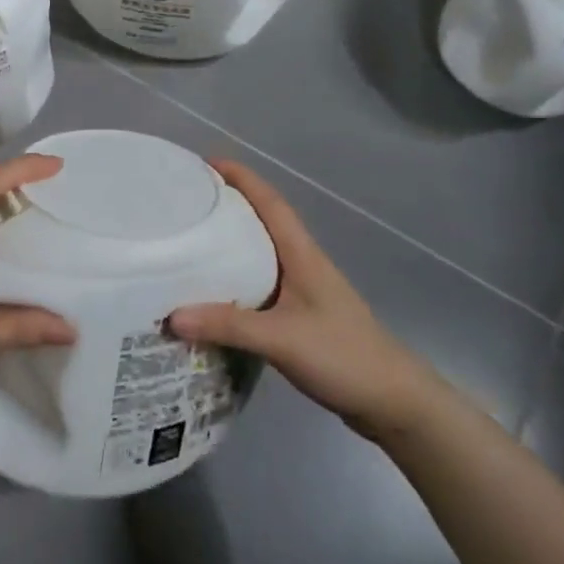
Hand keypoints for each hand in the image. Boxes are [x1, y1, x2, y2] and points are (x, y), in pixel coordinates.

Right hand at [168, 161, 442, 441]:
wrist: (393, 401)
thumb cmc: (344, 356)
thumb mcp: (282, 339)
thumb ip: (228, 326)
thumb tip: (170, 316)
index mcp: (301, 255)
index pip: (270, 202)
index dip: (241, 177)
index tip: (206, 162)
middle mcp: (302, 264)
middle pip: (262, 222)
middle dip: (227, 206)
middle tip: (186, 203)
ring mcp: (303, 291)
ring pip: (260, 255)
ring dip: (229, 244)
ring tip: (189, 244)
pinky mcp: (300, 317)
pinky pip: (259, 286)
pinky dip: (234, 282)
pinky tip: (212, 297)